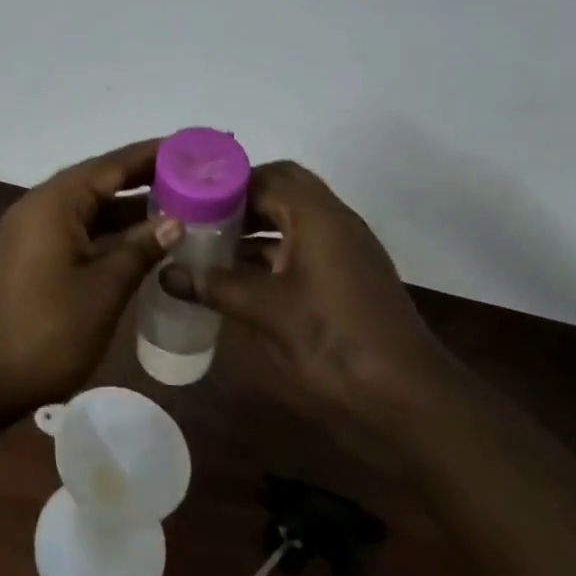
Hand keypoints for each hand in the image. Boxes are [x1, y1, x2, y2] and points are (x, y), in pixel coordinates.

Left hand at [0, 140, 181, 420]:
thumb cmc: (45, 332)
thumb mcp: (103, 290)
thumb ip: (139, 249)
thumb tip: (175, 220)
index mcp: (54, 203)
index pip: (110, 165)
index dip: (151, 155)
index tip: (190, 148)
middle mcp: (40, 207)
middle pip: (98, 181)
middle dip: (143, 178)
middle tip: (192, 176)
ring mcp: (32, 233)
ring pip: (88, 208)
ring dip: (127, 207)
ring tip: (178, 205)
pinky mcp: (31, 257)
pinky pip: (77, 230)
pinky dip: (109, 231)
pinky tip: (140, 242)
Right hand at [186, 162, 452, 417]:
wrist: (409, 399)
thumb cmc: (333, 342)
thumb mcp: (266, 311)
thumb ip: (215, 286)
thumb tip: (166, 273)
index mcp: (317, 216)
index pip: (265, 176)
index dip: (224, 182)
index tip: (187, 195)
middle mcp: (334, 221)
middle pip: (283, 189)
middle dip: (241, 199)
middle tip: (199, 214)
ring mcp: (345, 249)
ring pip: (294, 218)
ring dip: (256, 224)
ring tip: (210, 242)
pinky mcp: (348, 276)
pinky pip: (304, 245)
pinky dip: (273, 250)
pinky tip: (239, 275)